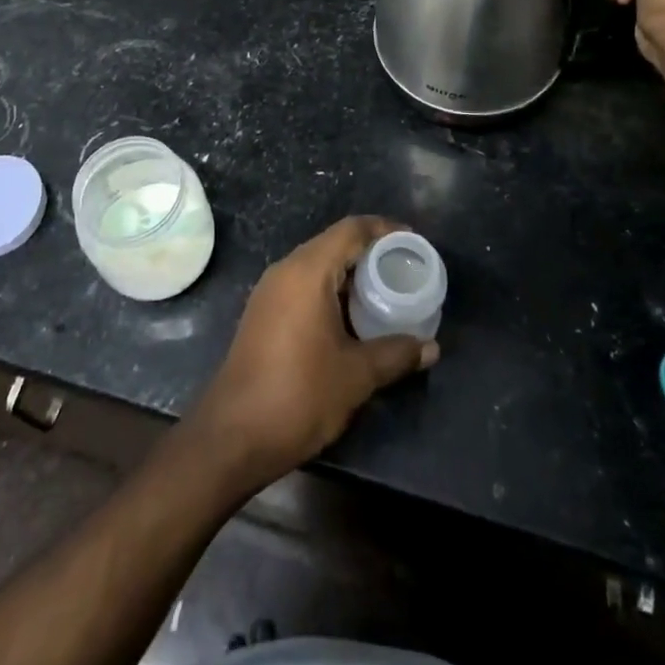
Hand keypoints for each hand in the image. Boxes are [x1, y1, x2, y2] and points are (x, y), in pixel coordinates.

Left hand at [186, 216, 438, 492]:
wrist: (233, 436)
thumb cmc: (299, 395)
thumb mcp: (356, 375)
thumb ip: (396, 354)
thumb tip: (431, 347)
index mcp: (308, 271)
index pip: (351, 230)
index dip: (384, 229)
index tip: (412, 241)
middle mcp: (285, 270)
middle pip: (334, 243)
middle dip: (370, 252)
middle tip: (403, 269)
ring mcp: (270, 291)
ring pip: (317, 265)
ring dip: (350, 274)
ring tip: (384, 292)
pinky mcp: (263, 313)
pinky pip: (303, 285)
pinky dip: (331, 290)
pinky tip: (352, 317)